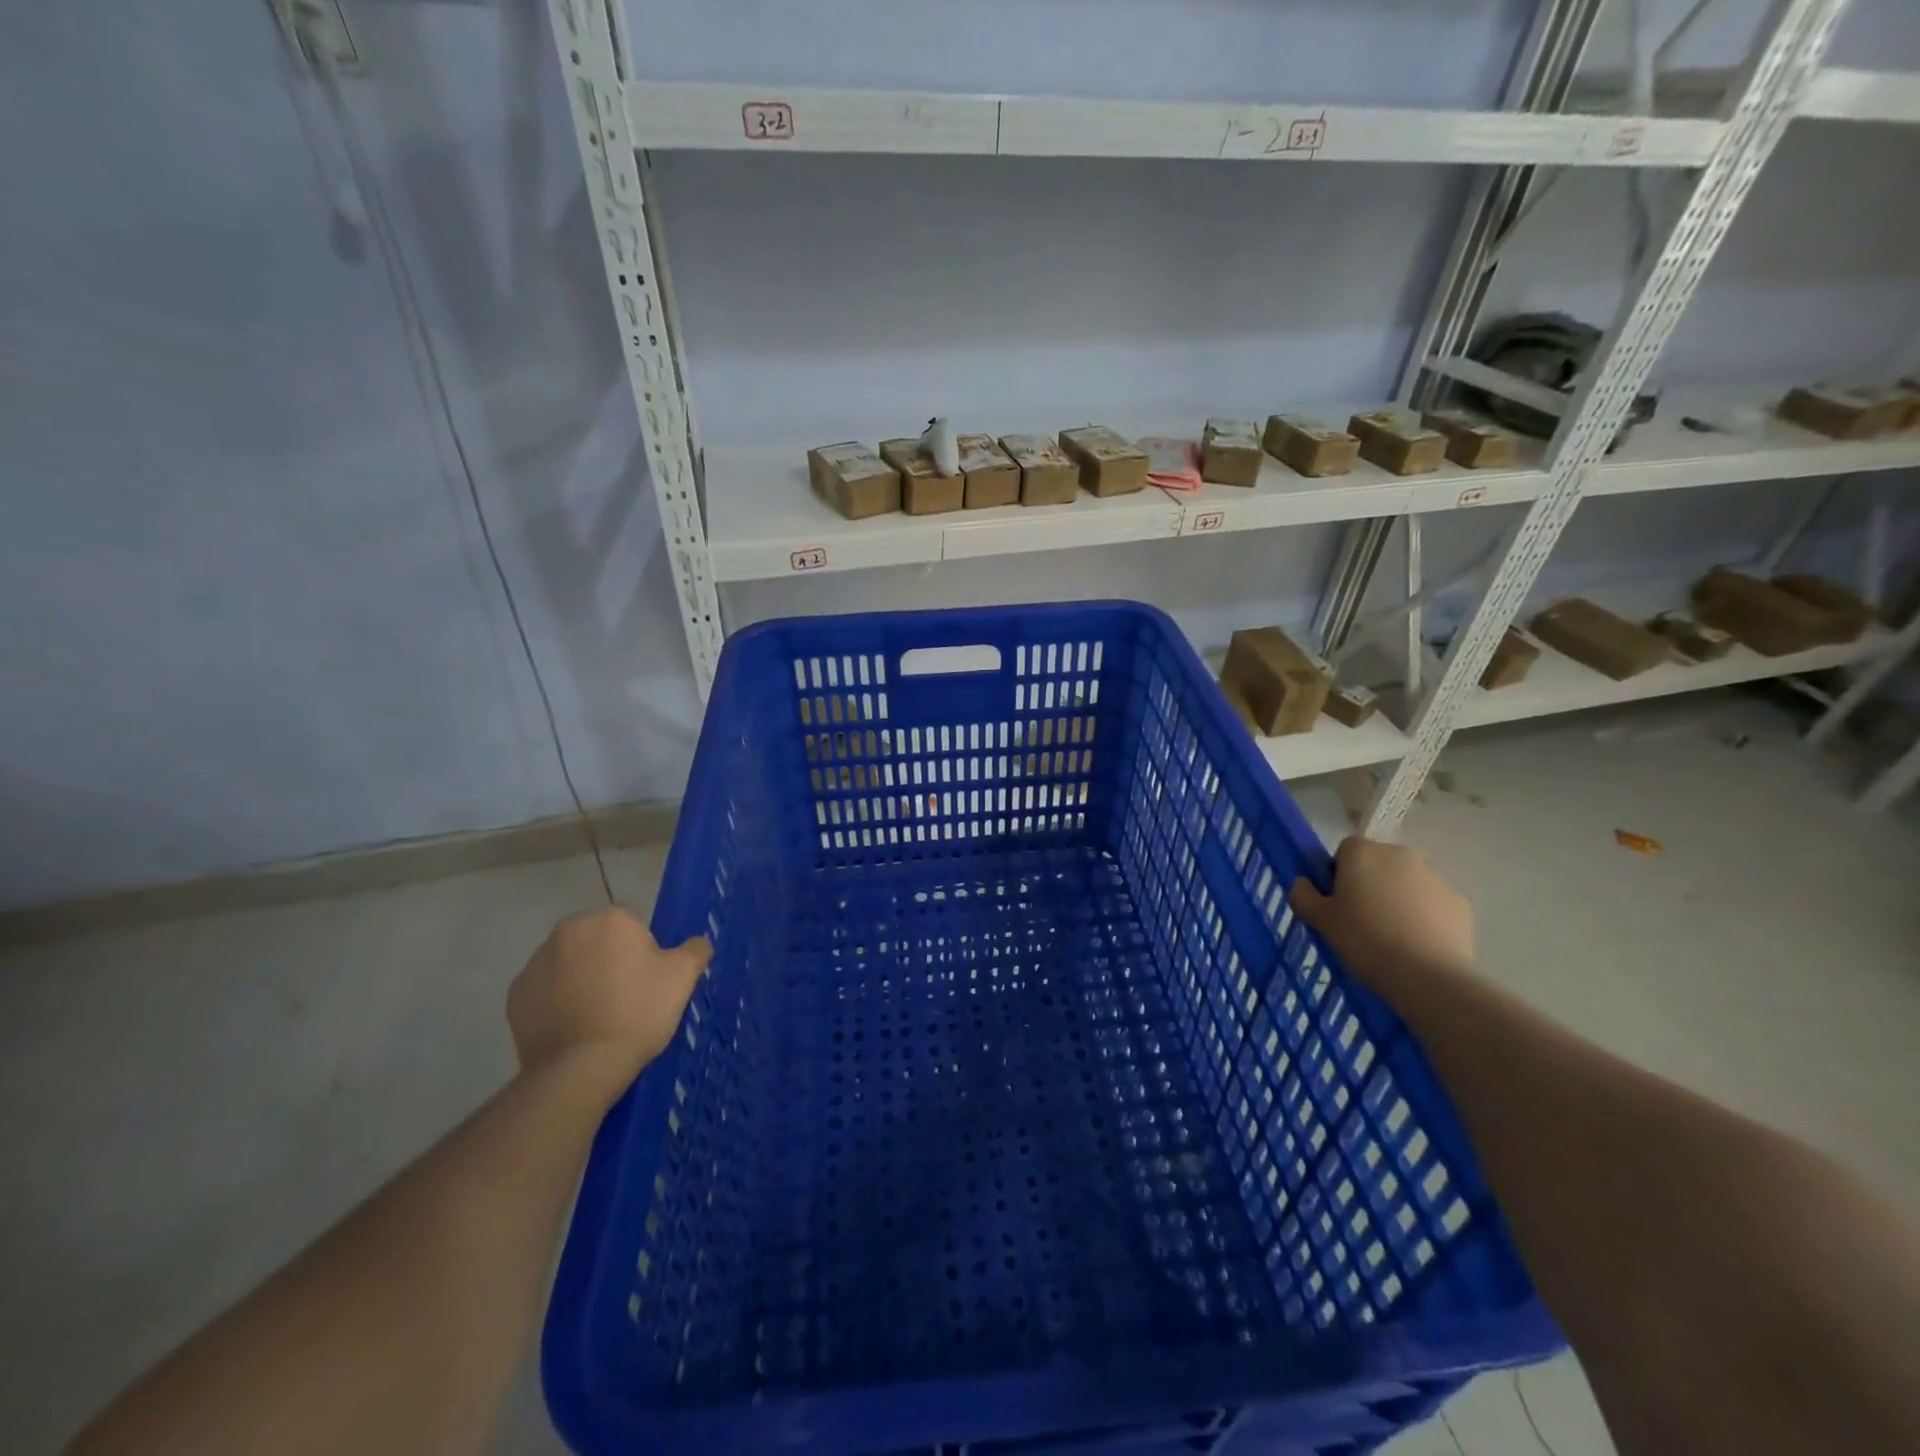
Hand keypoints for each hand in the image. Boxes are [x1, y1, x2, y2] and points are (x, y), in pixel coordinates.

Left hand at [507, 907, 710, 1103]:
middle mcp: (568, 931)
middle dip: (610, 962)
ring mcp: (535, 964)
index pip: (634, 926)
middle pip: (598, 942)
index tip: (649, 984)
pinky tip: (574, 1029)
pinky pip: (546, 992)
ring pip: (570, 965)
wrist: (580, 1068)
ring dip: (583, 981)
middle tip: (628, 1000)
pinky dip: (558, 1004)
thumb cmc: (637, 1012)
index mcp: (609, 919)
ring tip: (599, 1019)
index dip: (645, 954)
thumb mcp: (682, 978)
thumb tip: (698, 943)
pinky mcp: (516, 996)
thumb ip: (695, 950)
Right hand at [1290, 837, 1474, 993]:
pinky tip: (1417, 944)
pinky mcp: (1460, 903)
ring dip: (1398, 899)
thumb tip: (1303, 883)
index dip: (1339, 874)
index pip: (1345, 851)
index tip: (1337, 903)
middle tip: (1361, 920)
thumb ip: (1303, 895)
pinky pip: (1433, 904)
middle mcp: (1400, 855)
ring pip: (1407, 883)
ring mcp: (1435, 877)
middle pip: (1379, 864)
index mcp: (1362, 853)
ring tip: (1391, 937)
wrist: (1427, 977)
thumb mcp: (1320, 921)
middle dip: (1370, 884)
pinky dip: (1424, 916)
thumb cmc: (1364, 940)